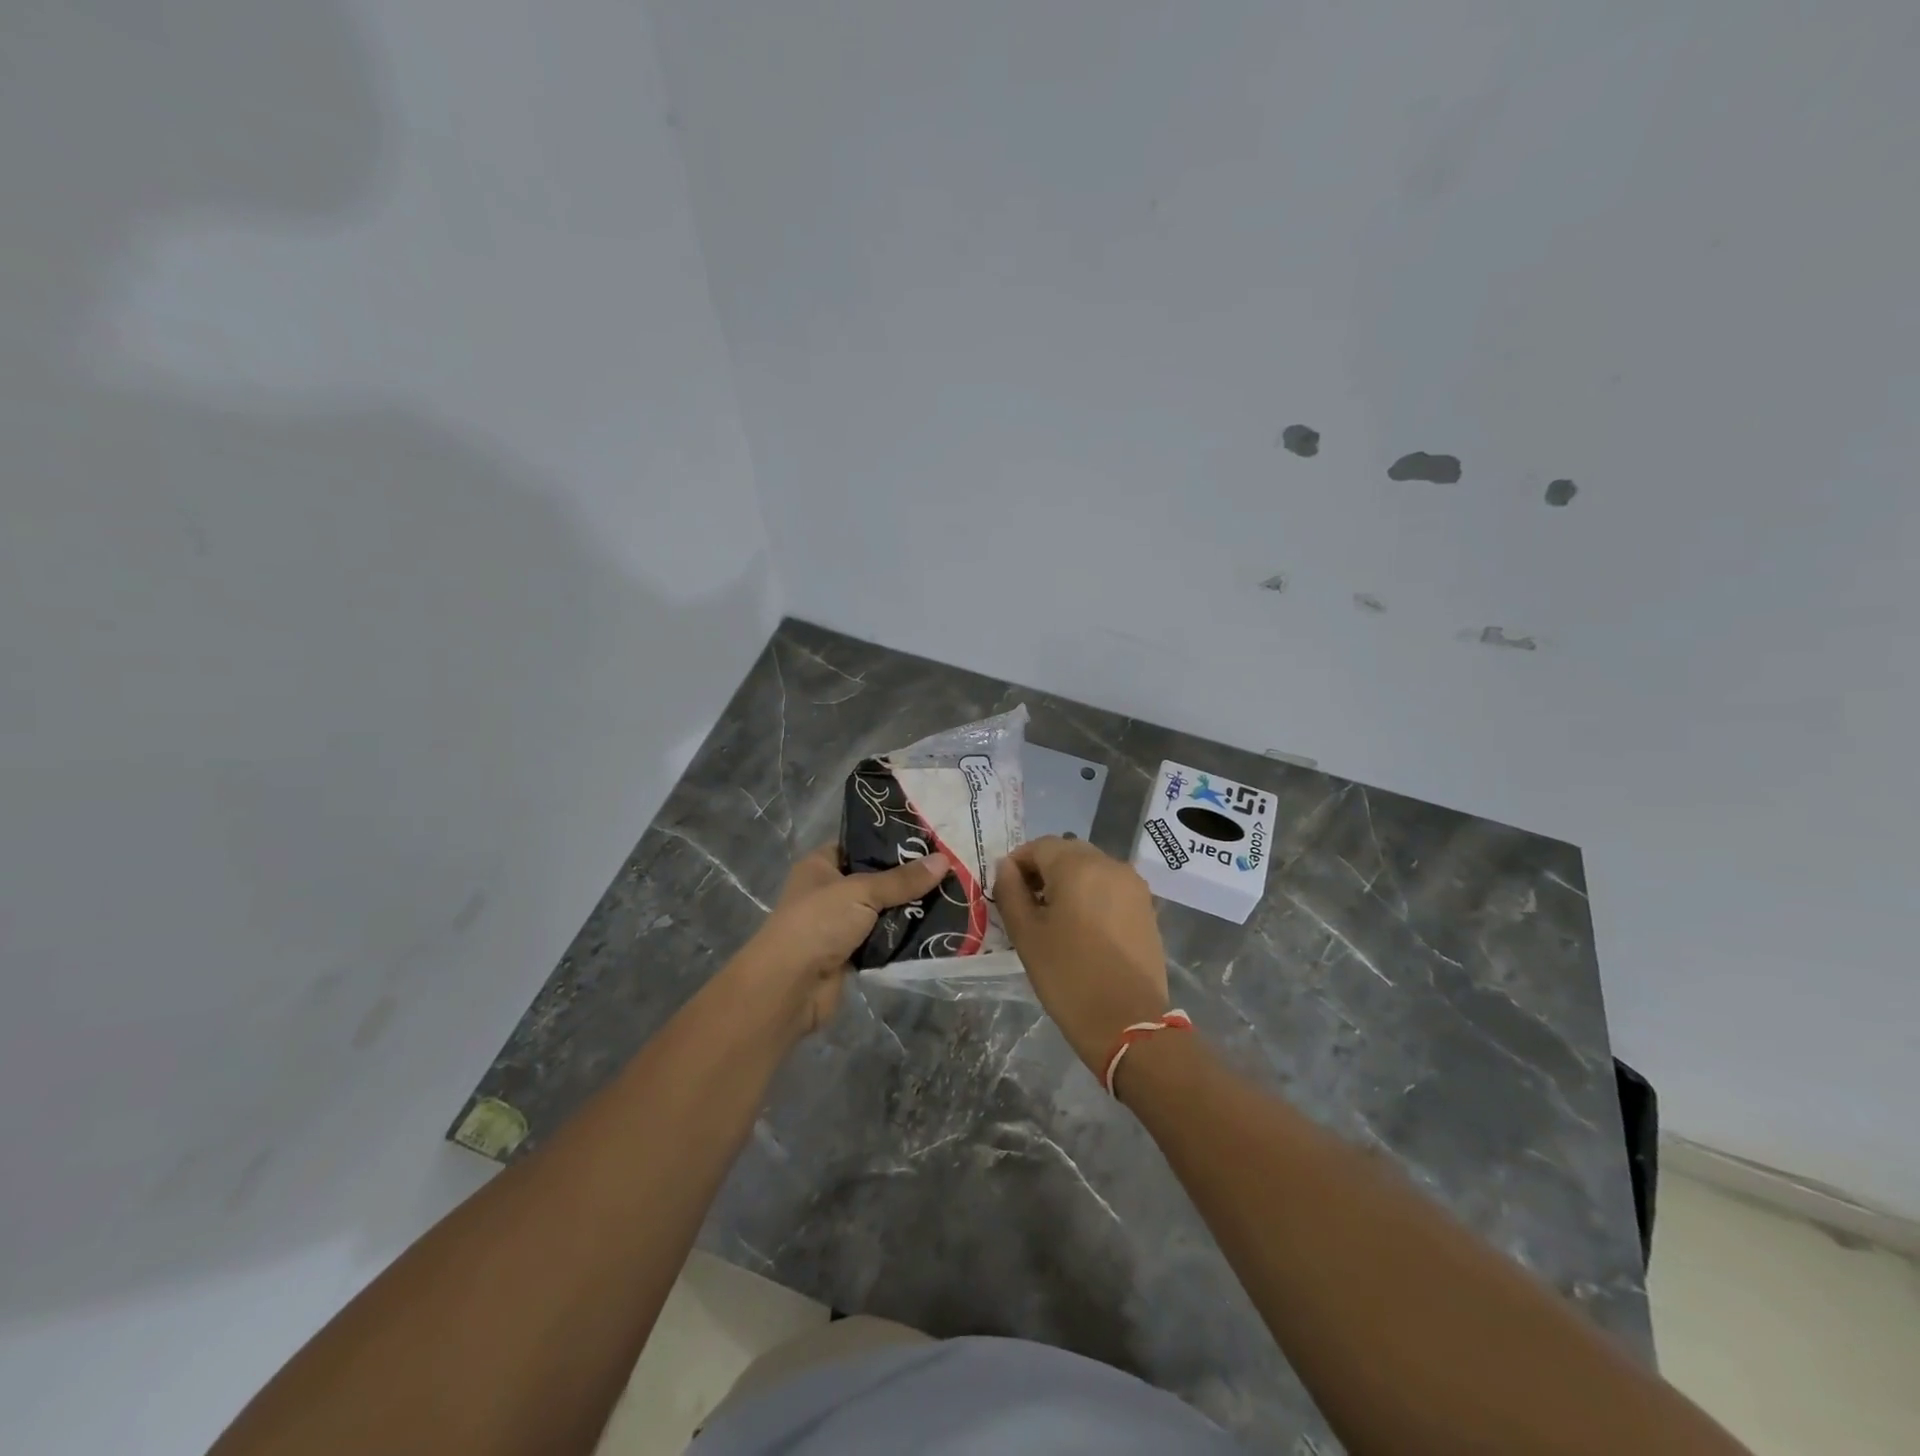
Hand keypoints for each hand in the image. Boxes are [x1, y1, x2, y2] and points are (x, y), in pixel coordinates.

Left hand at [732, 844, 949, 1039]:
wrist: (790, 987)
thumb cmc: (818, 923)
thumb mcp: (862, 891)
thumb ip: (903, 879)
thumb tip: (945, 860)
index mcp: (822, 865)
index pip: (860, 844)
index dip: (891, 841)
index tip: (930, 840)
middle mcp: (830, 891)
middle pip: (877, 878)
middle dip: (909, 878)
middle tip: (950, 868)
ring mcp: (840, 924)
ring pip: (883, 910)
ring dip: (910, 909)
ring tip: (952, 896)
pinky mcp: (852, 954)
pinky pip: (884, 940)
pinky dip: (904, 937)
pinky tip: (937, 928)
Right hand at [995, 836, 1170, 1075]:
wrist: (1129, 1022)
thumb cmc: (1068, 976)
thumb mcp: (1026, 934)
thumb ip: (1010, 892)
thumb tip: (1007, 868)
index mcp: (1078, 865)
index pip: (1039, 846)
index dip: (1017, 864)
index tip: (1006, 892)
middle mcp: (1110, 864)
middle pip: (1067, 852)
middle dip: (1043, 870)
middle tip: (1027, 904)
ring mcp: (1133, 884)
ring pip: (1090, 867)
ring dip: (1068, 881)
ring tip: (1054, 918)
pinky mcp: (1146, 906)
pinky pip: (1110, 886)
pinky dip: (1091, 894)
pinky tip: (1083, 927)